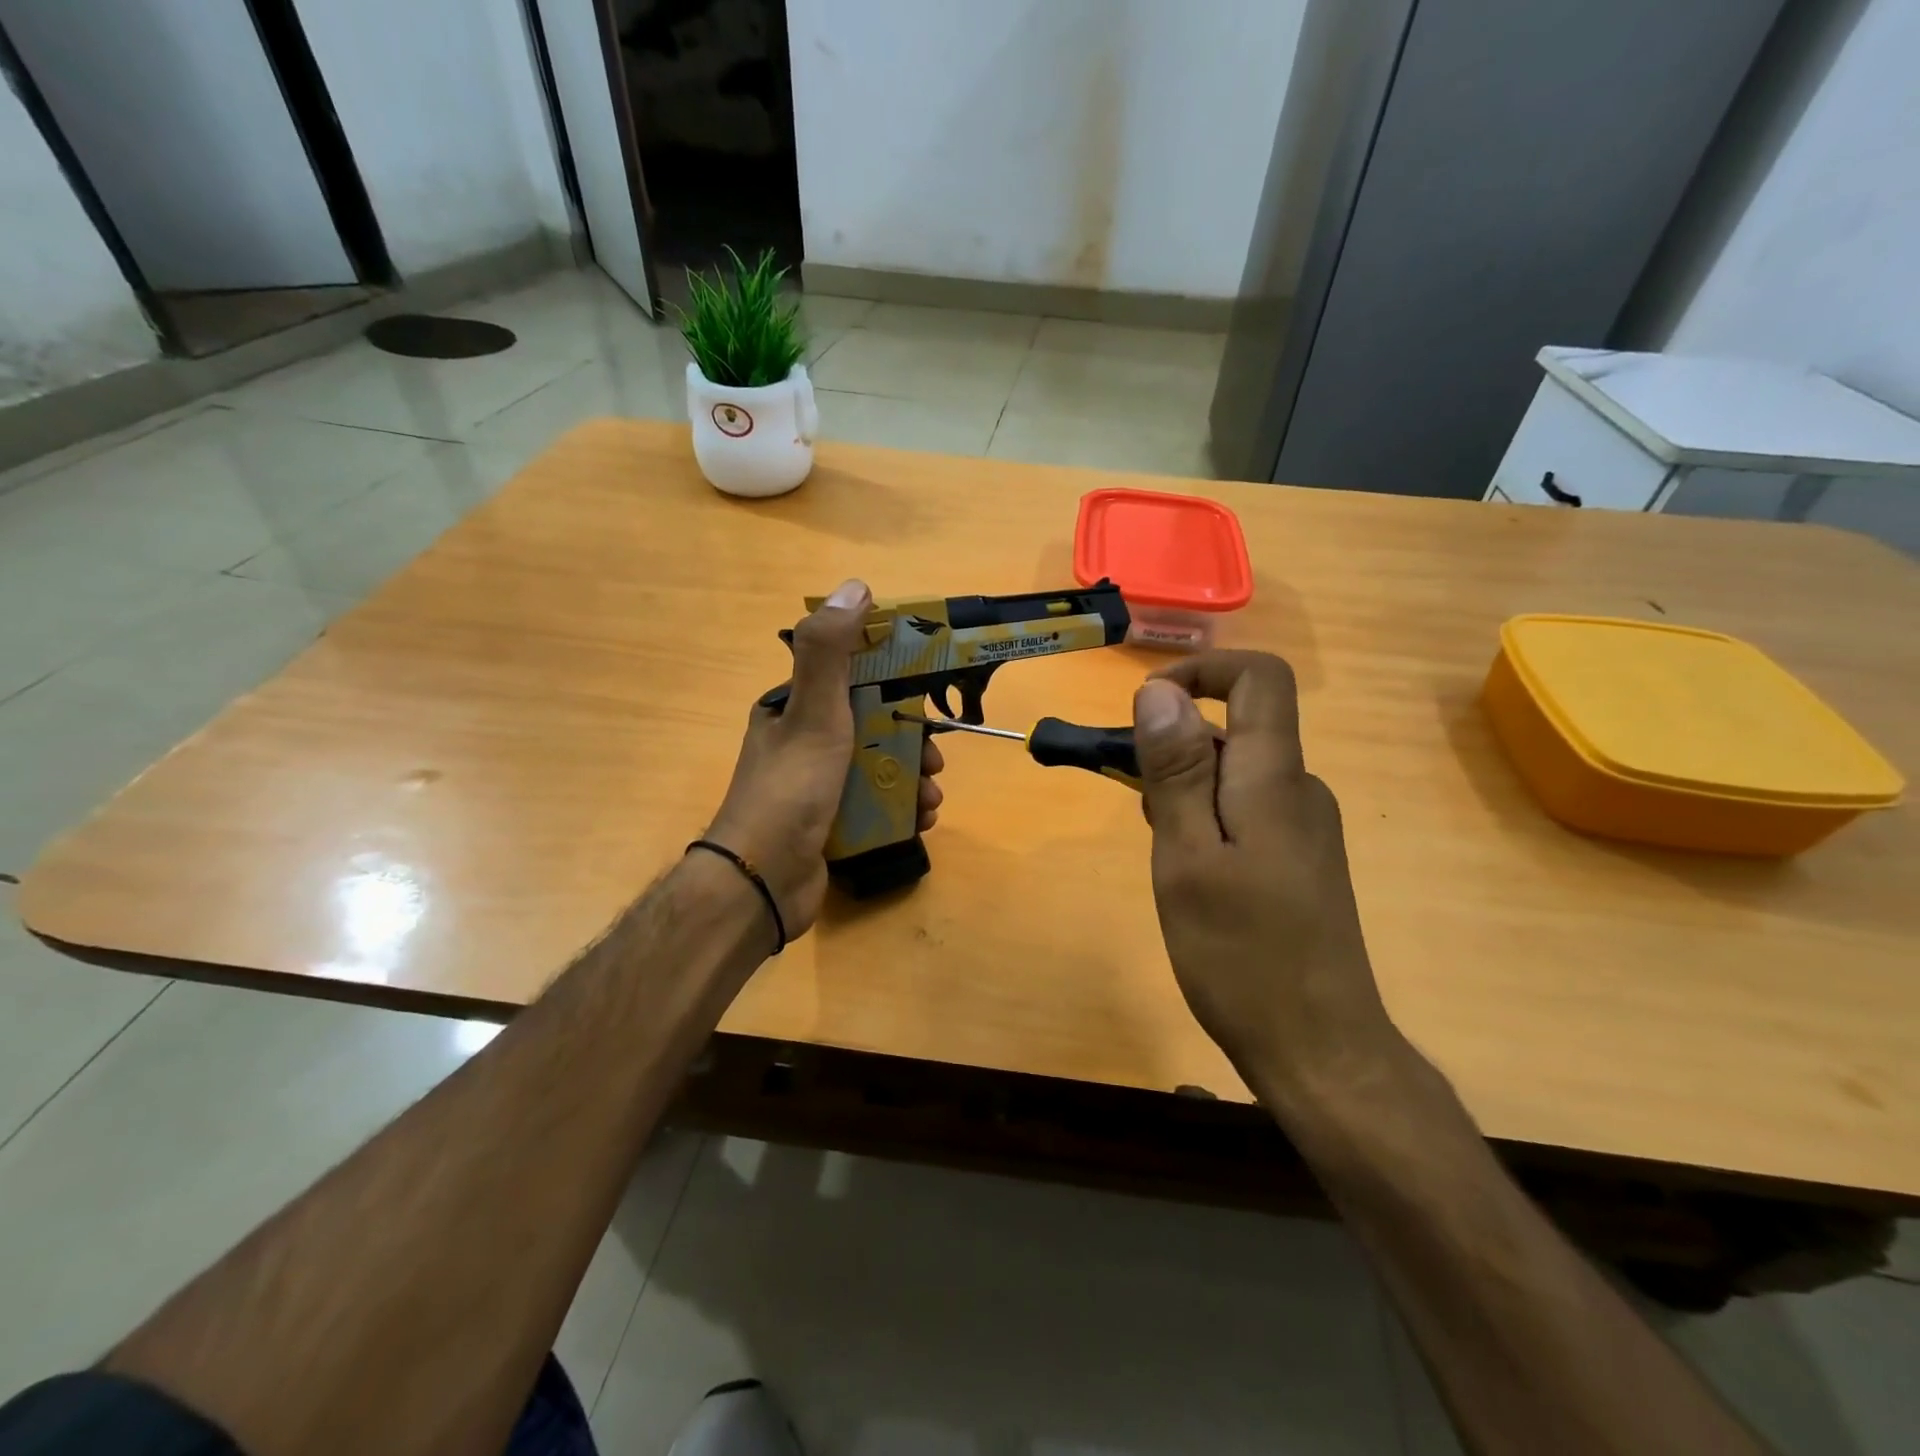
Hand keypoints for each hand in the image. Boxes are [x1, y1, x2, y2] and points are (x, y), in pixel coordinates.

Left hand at [705, 580, 944, 940]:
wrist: (763, 882)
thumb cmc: (791, 789)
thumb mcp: (814, 713)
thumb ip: (830, 651)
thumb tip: (855, 586)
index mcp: (793, 710)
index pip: (851, 679)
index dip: (893, 683)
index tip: (928, 697)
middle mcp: (804, 743)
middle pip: (873, 728)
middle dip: (912, 743)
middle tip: (935, 762)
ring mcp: (817, 787)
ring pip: (879, 769)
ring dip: (913, 781)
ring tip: (932, 799)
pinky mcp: (829, 824)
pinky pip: (875, 806)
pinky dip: (902, 810)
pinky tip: (920, 821)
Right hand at [1131, 651, 1396, 1102]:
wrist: (1319, 1049)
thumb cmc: (1241, 955)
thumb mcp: (1187, 859)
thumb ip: (1175, 772)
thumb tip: (1158, 692)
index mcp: (1275, 779)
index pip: (1260, 678)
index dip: (1203, 671)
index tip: (1146, 707)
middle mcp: (1300, 790)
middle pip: (1238, 727)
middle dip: (1174, 745)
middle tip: (1134, 804)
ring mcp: (1305, 827)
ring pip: (1235, 773)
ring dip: (1184, 788)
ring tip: (1161, 851)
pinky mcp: (1300, 860)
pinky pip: (1246, 810)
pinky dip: (1205, 819)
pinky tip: (1189, 875)